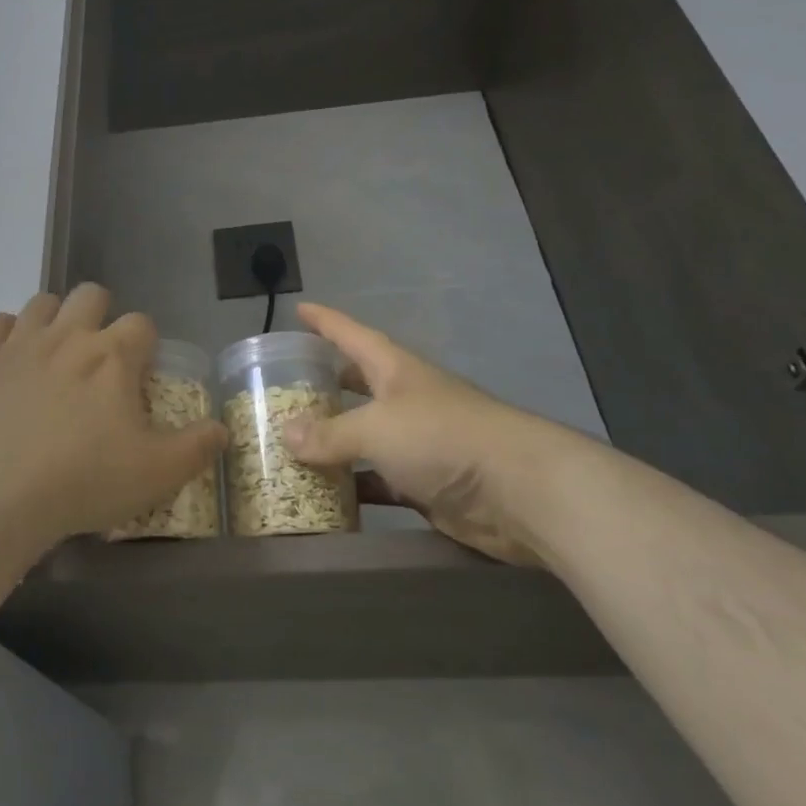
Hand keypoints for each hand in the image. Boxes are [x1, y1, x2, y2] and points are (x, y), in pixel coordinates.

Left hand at [0, 284, 227, 545]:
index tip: (140, 374)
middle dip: (101, 315)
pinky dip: (6, 333)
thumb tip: (222, 429)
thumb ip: (197, 447)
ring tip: (56, 354)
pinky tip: (12, 358)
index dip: (145, 345)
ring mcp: (21, 342)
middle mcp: (69, 335)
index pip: (141, 324)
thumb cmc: (85, 480)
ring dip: (55, 318)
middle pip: (91, 294)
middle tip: (99, 358)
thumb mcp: (157, 473)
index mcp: (113, 355)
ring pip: (43, 301)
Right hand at [283, 302, 567, 564]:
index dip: (324, 321)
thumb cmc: (442, 438)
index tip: (298, 309)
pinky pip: (378, 481)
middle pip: (358, 383)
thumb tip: (286, 436)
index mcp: (394, 370)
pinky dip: (354, 486)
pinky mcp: (425, 484)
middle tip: (287, 388)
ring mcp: (417, 443)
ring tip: (290, 444)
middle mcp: (405, 400)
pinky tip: (324, 496)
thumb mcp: (376, 428)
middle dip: (326, 383)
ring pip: (364, 436)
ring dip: (334, 441)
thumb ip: (330, 434)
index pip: (351, 334)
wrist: (519, 492)